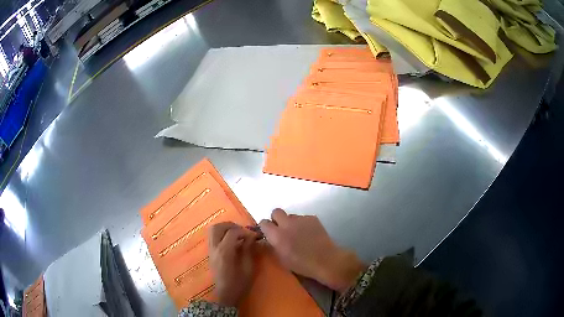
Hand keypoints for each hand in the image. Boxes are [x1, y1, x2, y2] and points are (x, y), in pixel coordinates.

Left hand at [208, 222, 256, 306]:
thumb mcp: (248, 268)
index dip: (244, 231)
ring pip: (212, 230)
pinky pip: (213, 237)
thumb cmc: (238, 284)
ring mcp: (210, 250)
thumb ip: (248, 250)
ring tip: (237, 234)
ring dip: (225, 228)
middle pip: (218, 227)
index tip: (253, 235)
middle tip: (242, 231)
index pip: (232, 232)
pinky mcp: (210, 253)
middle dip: (231, 225)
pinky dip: (221, 234)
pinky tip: (232, 242)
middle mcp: (214, 248)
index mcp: (224, 252)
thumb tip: (251, 237)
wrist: (225, 294)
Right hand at [259, 209, 365, 292]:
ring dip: (291, 223)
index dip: (265, 227)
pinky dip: (304, 224)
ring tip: (299, 234)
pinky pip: (303, 218)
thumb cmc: (301, 264)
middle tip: (282, 229)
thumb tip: (269, 239)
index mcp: (277, 235)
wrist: (325, 260)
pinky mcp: (312, 218)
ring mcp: (301, 219)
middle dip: (277, 219)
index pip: (264, 223)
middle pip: (276, 212)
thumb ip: (274, 245)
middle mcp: (287, 223)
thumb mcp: (282, 258)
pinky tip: (310, 234)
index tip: (268, 233)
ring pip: (291, 216)